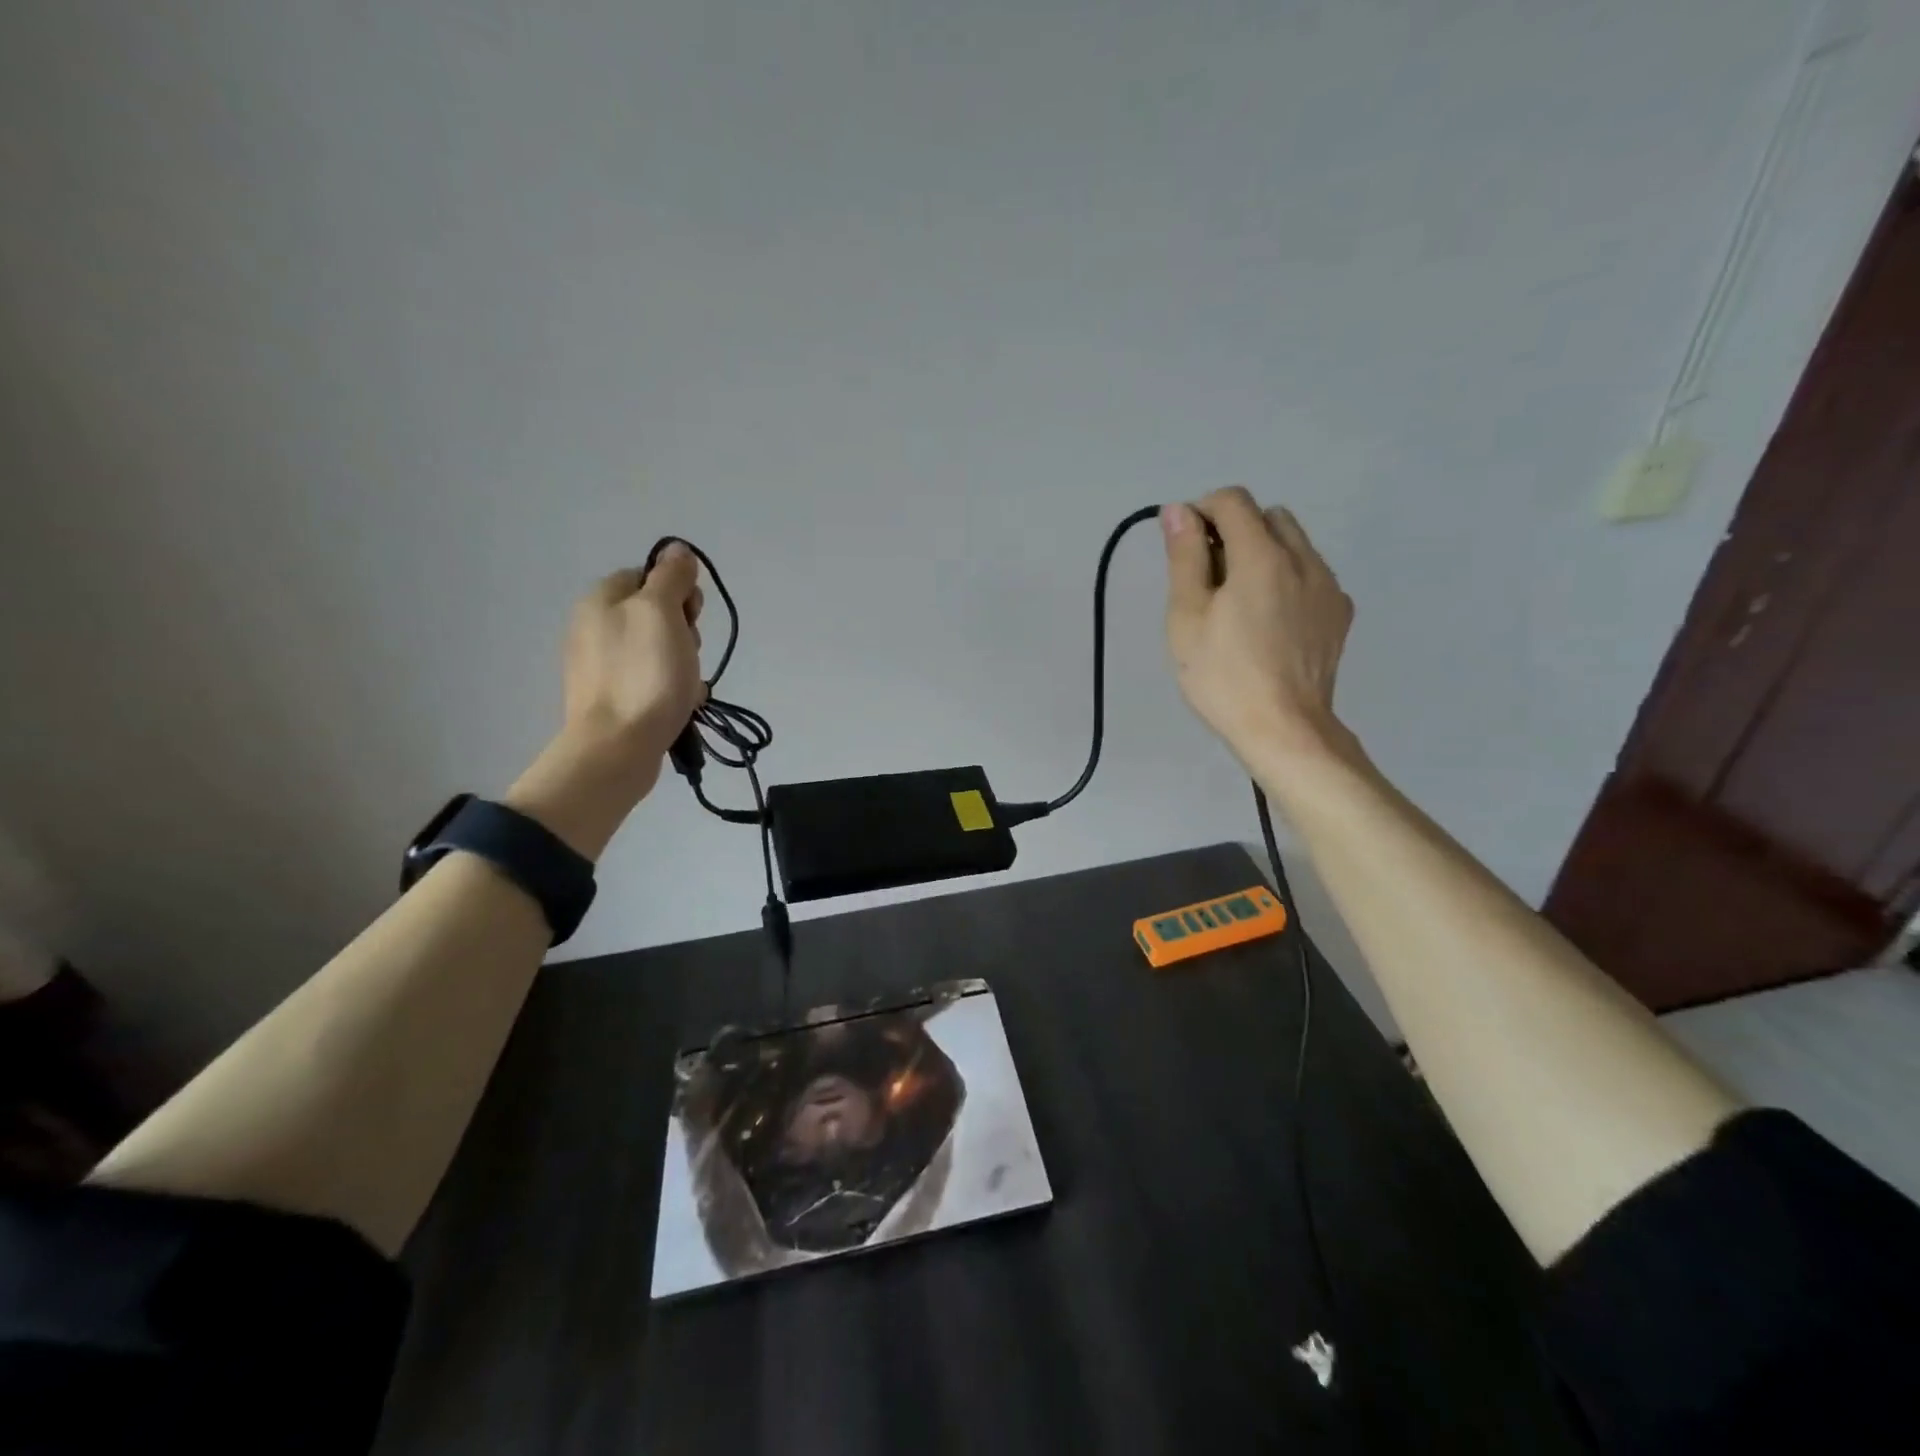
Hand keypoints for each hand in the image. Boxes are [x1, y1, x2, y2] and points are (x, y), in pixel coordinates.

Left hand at [506, 544, 707, 857]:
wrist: (618, 747)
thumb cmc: (645, 674)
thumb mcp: (662, 612)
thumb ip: (671, 577)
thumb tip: (677, 550)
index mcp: (600, 599)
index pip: (649, 577)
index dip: (678, 594)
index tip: (691, 618)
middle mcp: (592, 626)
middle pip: (654, 614)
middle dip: (681, 632)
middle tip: (686, 655)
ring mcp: (597, 665)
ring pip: (656, 649)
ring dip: (680, 663)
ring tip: (684, 687)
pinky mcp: (608, 698)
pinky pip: (649, 680)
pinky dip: (668, 688)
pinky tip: (676, 704)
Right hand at [1162, 486, 1357, 782]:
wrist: (1285, 729)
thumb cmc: (1223, 676)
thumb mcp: (1187, 617)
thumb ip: (1185, 557)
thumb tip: (1177, 510)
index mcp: (1262, 556)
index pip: (1233, 501)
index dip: (1202, 511)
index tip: (1184, 546)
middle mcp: (1303, 559)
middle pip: (1268, 516)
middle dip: (1235, 530)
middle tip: (1209, 576)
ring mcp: (1328, 586)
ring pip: (1295, 543)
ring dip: (1264, 552)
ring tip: (1240, 601)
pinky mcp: (1339, 612)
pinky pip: (1312, 573)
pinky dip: (1287, 578)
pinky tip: (1270, 620)